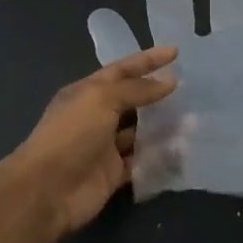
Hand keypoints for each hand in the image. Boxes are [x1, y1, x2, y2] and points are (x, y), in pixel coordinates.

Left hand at [1, 47, 178, 238]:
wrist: (48, 190)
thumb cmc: (71, 134)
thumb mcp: (102, 99)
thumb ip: (136, 89)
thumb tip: (169, 82)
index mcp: (87, 92)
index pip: (121, 70)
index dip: (147, 60)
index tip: (175, 52)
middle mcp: (95, 116)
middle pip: (133, 101)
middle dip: (158, 94)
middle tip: (192, 89)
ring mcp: (104, 146)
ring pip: (140, 132)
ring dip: (163, 126)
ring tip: (194, 120)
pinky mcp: (113, 173)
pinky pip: (141, 161)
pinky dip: (159, 156)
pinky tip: (183, 149)